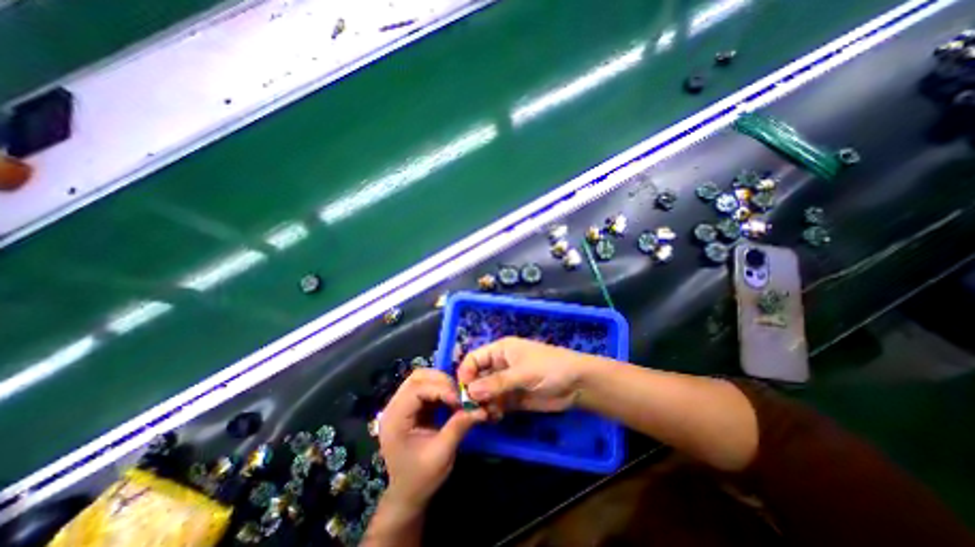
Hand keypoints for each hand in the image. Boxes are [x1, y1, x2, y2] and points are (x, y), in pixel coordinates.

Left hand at [378, 371, 487, 506]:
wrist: (408, 495)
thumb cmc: (421, 478)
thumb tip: (480, 408)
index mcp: (395, 419)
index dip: (440, 389)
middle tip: (460, 394)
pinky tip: (451, 399)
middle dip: (441, 381)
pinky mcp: (411, 406)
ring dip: (441, 383)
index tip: (459, 400)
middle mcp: (394, 407)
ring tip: (457, 396)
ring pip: (422, 379)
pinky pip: (426, 387)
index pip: (416, 389)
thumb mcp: (442, 454)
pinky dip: (441, 389)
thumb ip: (458, 427)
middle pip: (417, 377)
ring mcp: (401, 405)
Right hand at [456, 337, 585, 412]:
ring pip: (485, 393)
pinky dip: (492, 411)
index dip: (466, 372)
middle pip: (478, 377)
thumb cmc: (549, 368)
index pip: (474, 358)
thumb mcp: (522, 372)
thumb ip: (496, 382)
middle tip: (471, 409)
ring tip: (483, 415)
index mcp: (500, 351)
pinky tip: (494, 417)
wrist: (577, 384)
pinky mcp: (514, 398)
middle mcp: (500, 365)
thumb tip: (470, 391)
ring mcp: (507, 383)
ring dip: (482, 403)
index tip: (461, 391)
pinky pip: (497, 404)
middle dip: (472, 392)